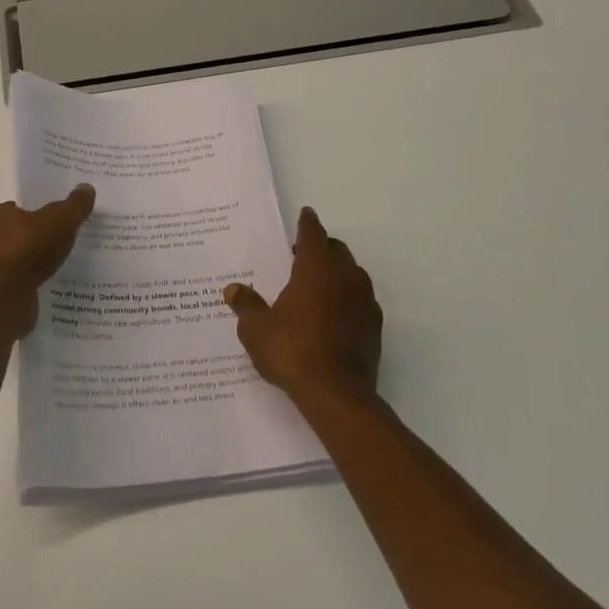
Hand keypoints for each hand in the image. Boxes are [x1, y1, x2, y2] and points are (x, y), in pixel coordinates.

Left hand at [0, 185, 95, 337]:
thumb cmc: (25, 250)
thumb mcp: (59, 220)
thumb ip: (74, 206)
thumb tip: (87, 187)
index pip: (20, 209)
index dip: (41, 213)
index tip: (62, 221)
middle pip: (20, 236)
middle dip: (40, 241)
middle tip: (68, 245)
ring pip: (19, 264)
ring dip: (36, 267)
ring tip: (65, 270)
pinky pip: (19, 288)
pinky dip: (33, 288)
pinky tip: (52, 292)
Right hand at [224, 207, 381, 404]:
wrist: (336, 393)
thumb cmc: (291, 351)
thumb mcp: (256, 329)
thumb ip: (246, 305)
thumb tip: (234, 289)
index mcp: (316, 268)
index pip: (313, 234)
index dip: (307, 223)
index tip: (306, 214)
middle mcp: (345, 277)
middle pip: (337, 250)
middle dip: (321, 247)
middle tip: (301, 255)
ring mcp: (364, 302)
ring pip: (352, 274)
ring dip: (337, 272)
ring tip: (316, 284)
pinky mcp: (374, 327)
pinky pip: (360, 300)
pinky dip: (347, 298)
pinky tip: (332, 314)